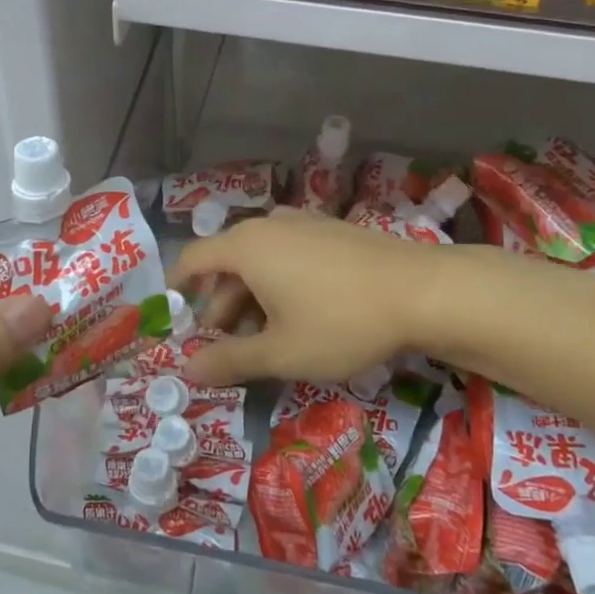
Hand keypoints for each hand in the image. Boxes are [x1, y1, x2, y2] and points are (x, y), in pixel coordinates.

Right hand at [169, 210, 447, 386]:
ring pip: (261, 261)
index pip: (193, 259)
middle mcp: (269, 226)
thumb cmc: (340, 321)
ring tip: (262, 339)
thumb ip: (230, 361)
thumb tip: (187, 369)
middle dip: (220, 306)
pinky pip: (288, 255)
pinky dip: (279, 283)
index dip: (177, 286)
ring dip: (250, 299)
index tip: (171, 316)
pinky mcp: (332, 231)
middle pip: (227, 263)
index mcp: (246, 247)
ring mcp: (304, 224)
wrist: (423, 291)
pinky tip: (299, 316)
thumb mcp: (281, 352)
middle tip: (223, 348)